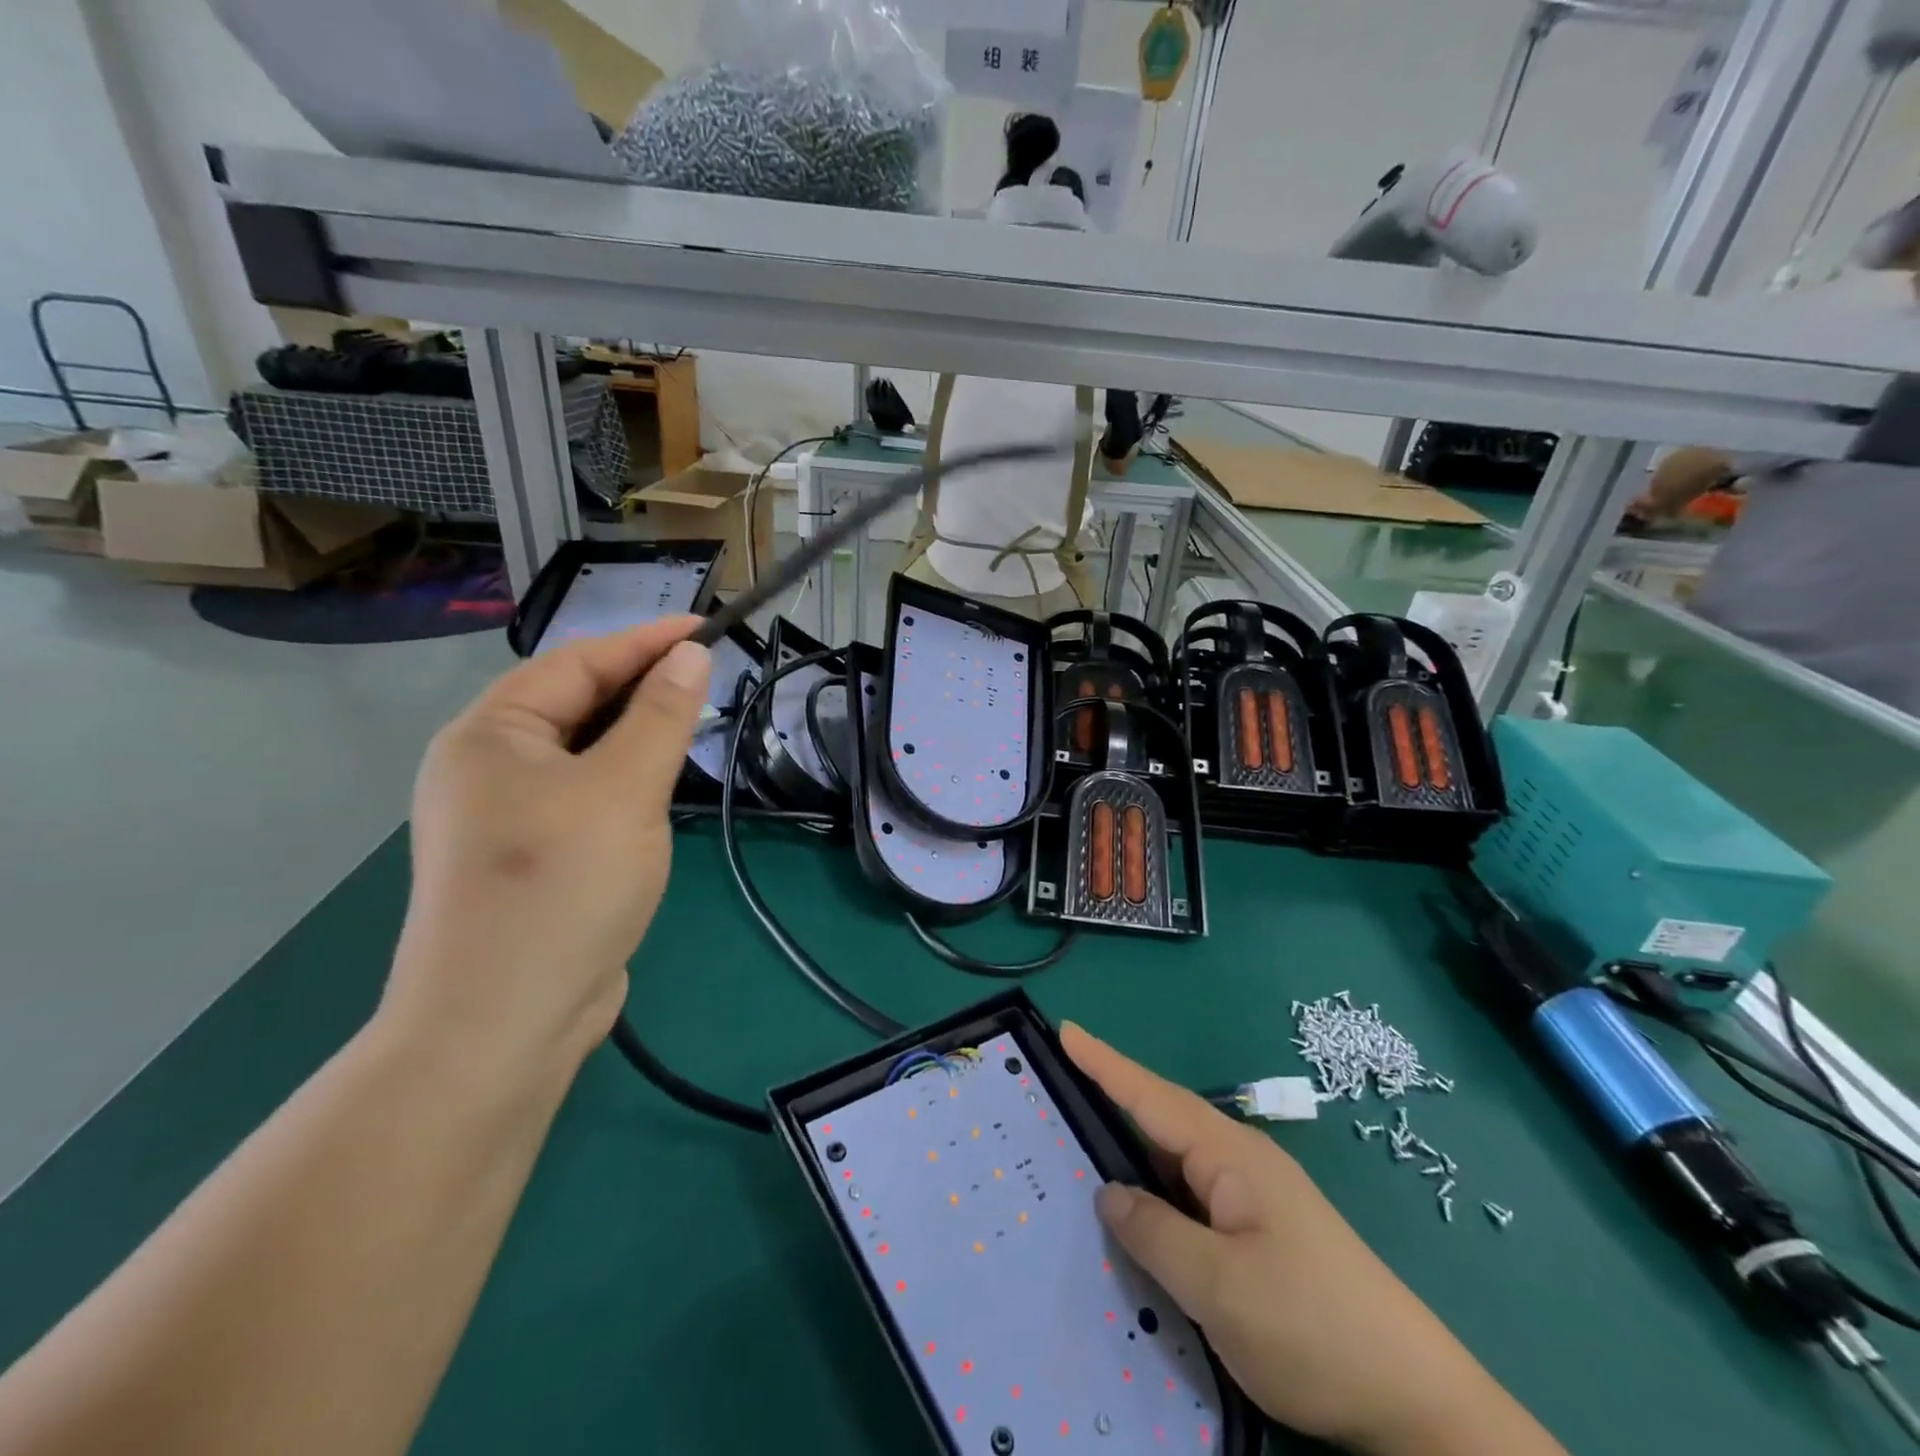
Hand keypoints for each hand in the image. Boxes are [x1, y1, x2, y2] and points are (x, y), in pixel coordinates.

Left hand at [384, 620, 711, 1076]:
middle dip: (640, 687)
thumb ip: (661, 717)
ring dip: (635, 736)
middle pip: (574, 704)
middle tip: (707, 678)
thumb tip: (690, 655)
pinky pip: (584, 796)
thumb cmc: (562, 886)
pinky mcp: (530, 857)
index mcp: (491, 735)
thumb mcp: (624, 790)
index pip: (577, 663)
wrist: (504, 1022)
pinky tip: (657, 789)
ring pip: (582, 754)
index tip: (706, 628)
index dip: (645, 641)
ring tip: (690, 725)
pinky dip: (624, 781)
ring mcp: (504, 816)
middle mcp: (487, 767)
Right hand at [1064, 1025, 1562, 1455]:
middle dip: (1109, 1101)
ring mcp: (1253, 1199)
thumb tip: (1109, 1193)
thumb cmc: (1314, 1329)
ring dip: (1131, 1156)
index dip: (1105, 1063)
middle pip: (1161, 1122)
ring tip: (1076, 1151)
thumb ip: (1155, 1233)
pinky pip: (1192, 1200)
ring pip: (1175, 1166)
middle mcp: (1240, 1163)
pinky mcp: (1260, 1234)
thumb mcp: (1220, 1288)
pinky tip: (1135, 1218)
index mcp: (1231, 1155)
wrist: (1418, 1402)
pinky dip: (1156, 1198)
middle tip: (1052, 1094)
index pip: (1152, 1096)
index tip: (1066, 1029)